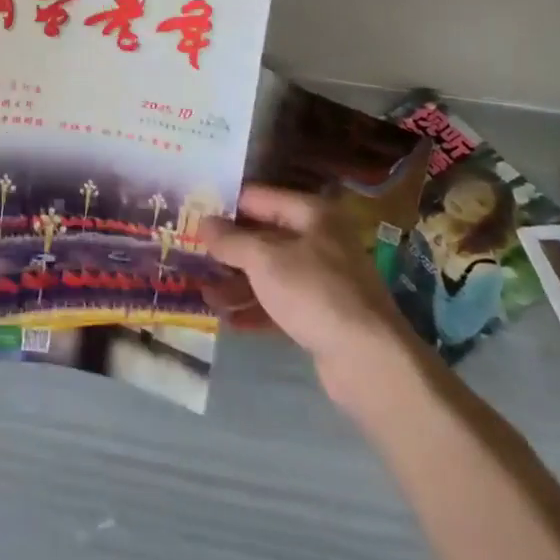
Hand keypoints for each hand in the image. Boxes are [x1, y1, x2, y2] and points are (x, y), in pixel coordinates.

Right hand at [201, 183, 418, 396]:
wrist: (369, 360)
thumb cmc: (313, 292)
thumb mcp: (263, 259)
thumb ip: (230, 240)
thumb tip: (203, 223)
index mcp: (311, 214)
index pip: (257, 198)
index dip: (224, 205)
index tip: (191, 214)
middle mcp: (319, 240)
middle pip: (262, 237)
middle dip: (227, 249)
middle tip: (190, 255)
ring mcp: (322, 279)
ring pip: (268, 273)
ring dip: (236, 282)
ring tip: (204, 294)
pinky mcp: (321, 314)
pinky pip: (279, 303)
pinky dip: (254, 307)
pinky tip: (228, 319)